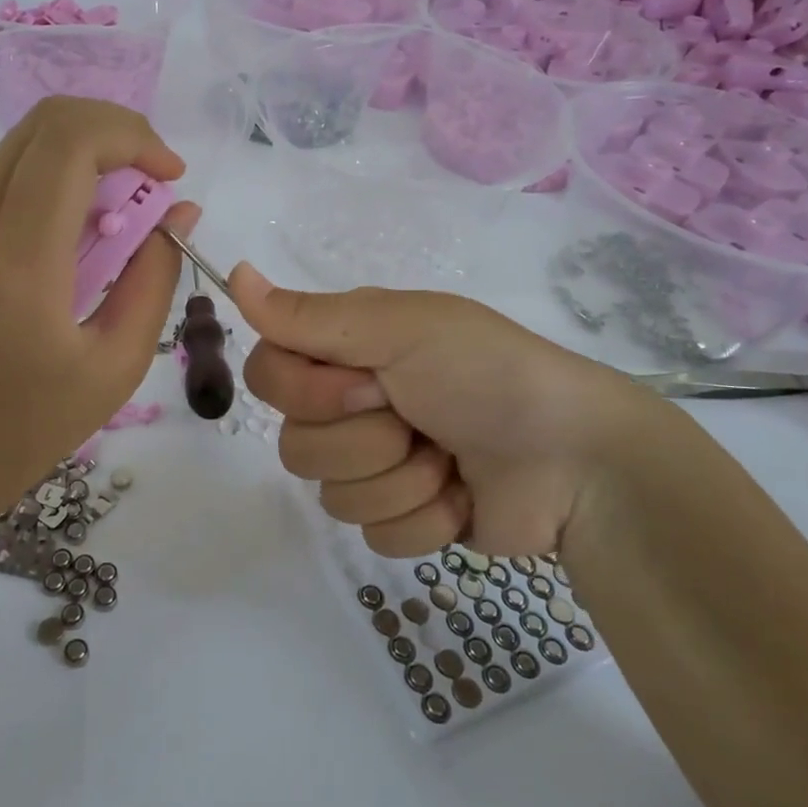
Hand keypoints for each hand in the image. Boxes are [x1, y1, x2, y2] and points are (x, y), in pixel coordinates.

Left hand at [0, 98, 197, 540]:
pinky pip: (9, 177)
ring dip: (87, 150)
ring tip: (126, 205)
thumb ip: (154, 277)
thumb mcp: (114, 365)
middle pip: (45, 122)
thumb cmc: (25, 431)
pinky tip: (84, 230)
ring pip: (24, 142)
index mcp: (20, 265)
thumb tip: (179, 212)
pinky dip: (58, 177)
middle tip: (154, 175)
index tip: (171, 175)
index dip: (134, 136)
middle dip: (114, 128)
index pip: (71, 143)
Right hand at [229, 266, 677, 557]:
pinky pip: (373, 534)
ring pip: (332, 494)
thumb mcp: (400, 328)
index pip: (267, 375)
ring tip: (450, 459)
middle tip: (419, 417)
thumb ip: (309, 314)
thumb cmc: (486, 373)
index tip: (369, 382)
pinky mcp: (401, 517)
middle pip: (296, 445)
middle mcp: (350, 405)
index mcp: (346, 352)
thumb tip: (232, 272)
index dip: (308, 390)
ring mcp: (375, 466)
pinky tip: (461, 495)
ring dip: (401, 478)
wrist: (575, 458)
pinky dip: (425, 517)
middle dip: (366, 439)